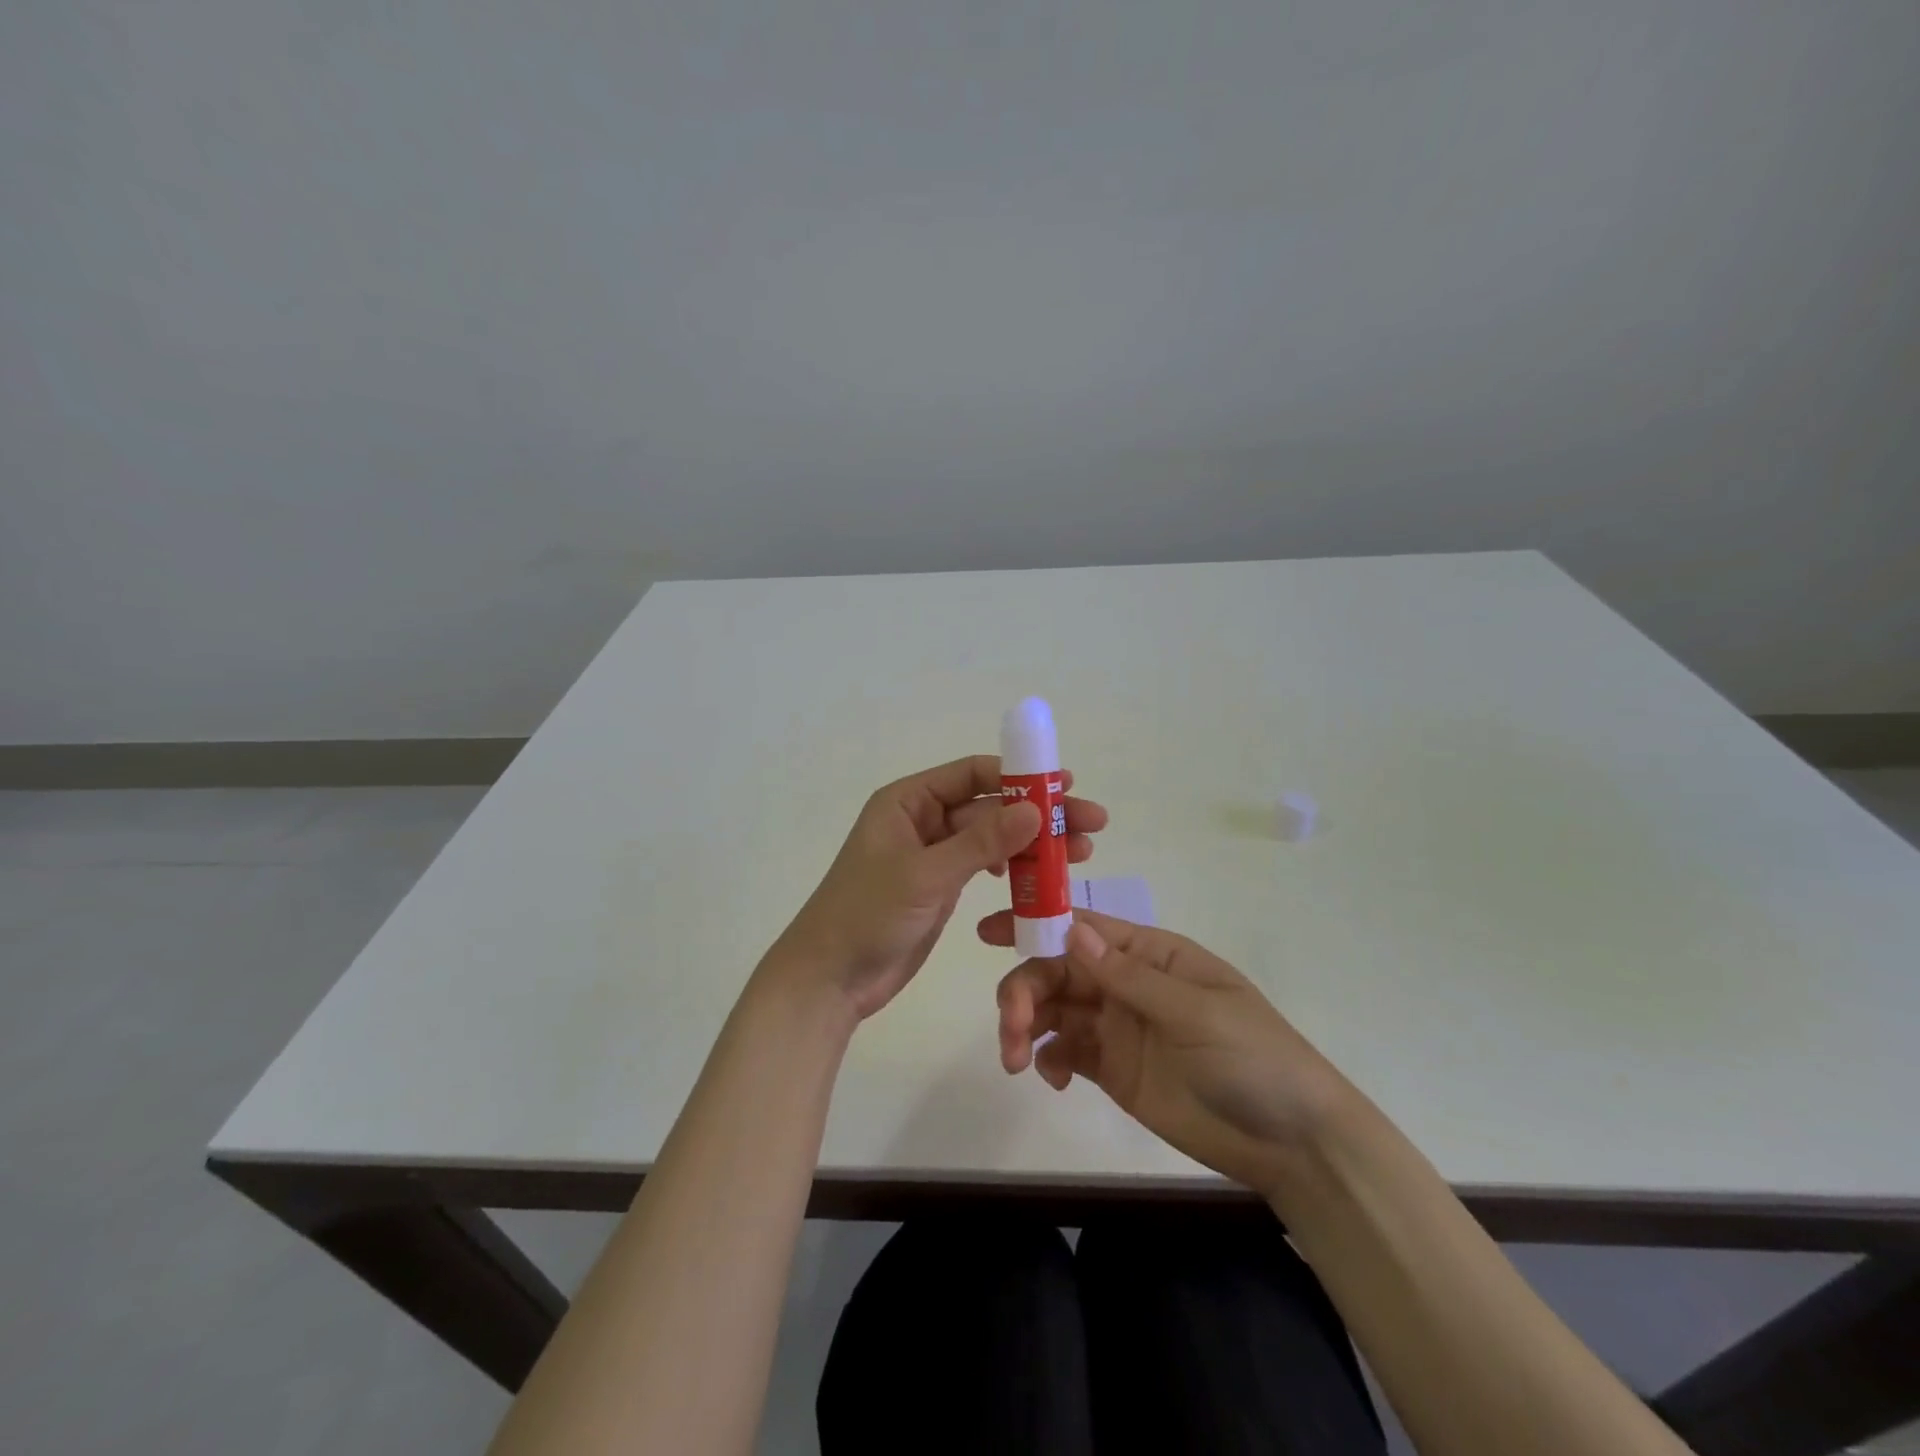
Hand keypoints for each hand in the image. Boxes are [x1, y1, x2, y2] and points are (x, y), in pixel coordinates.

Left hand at [770, 756, 1107, 1021]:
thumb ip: (981, 842)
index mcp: (908, 801)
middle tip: (1091, 824)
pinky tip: (1042, 879)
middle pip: (990, 807)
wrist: (830, 979)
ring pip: (992, 839)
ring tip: (1082, 854)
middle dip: (1038, 814)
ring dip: (1033, 845)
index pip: (972, 775)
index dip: (1020, 776)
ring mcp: (934, 856)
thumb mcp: (926, 874)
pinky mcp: (942, 887)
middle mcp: (922, 821)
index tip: (1065, 786)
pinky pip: (985, 868)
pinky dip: (1014, 871)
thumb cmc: (867, 915)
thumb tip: (1036, 808)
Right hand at [978, 909, 1347, 1197]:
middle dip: (1024, 990)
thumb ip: (1128, 975)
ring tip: (1016, 1060)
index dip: (1035, 923)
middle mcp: (1126, 983)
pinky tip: (1052, 1079)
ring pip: (1053, 1010)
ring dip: (1025, 1025)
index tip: (988, 933)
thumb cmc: (1253, 1057)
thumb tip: (1071, 929)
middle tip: (1010, 1026)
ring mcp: (1117, 1027)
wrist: (1291, 1143)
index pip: (1083, 927)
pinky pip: (1064, 1052)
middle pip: (1057, 970)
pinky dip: (1046, 1059)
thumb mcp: (1195, 1010)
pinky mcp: (1112, 1070)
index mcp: (1149, 954)